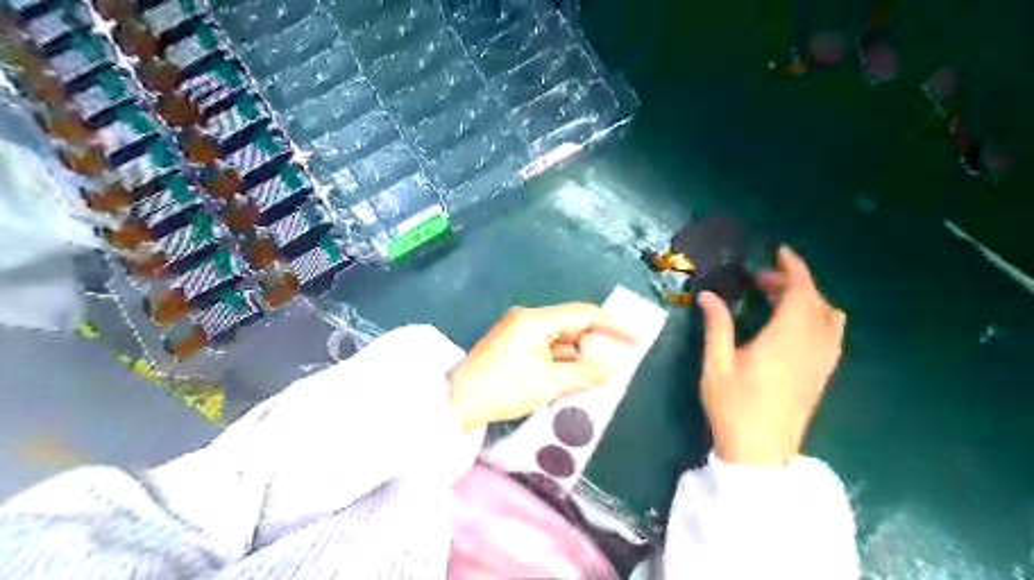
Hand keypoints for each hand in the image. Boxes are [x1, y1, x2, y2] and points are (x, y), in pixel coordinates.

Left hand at [448, 305, 633, 432]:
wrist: (456, 404)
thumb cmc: (502, 390)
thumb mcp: (548, 384)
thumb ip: (586, 373)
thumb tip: (619, 365)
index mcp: (535, 320)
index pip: (584, 314)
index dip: (613, 326)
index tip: (635, 340)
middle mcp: (528, 319)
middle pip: (572, 325)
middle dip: (596, 343)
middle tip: (618, 363)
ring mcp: (520, 332)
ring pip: (561, 339)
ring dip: (580, 355)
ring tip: (600, 375)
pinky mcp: (516, 345)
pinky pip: (548, 348)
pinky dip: (564, 361)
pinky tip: (575, 377)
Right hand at [698, 246, 843, 465]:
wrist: (761, 452)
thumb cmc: (734, 406)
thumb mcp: (716, 364)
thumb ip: (717, 325)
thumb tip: (709, 295)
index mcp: (785, 339)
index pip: (801, 292)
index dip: (793, 268)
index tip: (778, 251)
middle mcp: (812, 345)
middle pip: (816, 301)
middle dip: (792, 282)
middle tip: (759, 282)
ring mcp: (822, 361)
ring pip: (829, 317)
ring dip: (807, 299)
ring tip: (775, 301)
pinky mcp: (822, 374)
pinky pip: (831, 334)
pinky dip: (816, 317)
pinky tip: (790, 326)